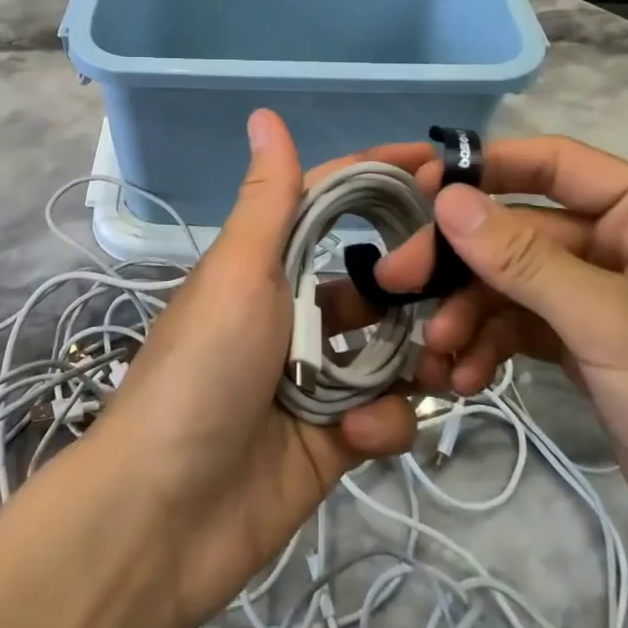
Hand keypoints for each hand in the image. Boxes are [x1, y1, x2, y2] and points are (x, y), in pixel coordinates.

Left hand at [94, 109, 419, 627]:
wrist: (162, 515)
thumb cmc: (202, 370)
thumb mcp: (237, 273)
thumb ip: (268, 198)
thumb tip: (263, 112)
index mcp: (267, 265)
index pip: (334, 202)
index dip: (382, 178)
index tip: (443, 166)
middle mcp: (293, 312)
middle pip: (375, 279)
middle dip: (418, 280)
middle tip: (465, 280)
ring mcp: (314, 378)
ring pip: (390, 348)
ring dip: (417, 355)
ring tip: (443, 363)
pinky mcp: (332, 440)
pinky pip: (383, 415)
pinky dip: (384, 421)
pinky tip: (363, 435)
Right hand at [364, 134, 627, 614]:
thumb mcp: (614, 325)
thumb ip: (524, 260)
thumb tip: (446, 199)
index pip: (554, 164)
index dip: (485, 169)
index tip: (419, 190)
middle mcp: (625, 244)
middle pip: (521, 231)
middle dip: (462, 262)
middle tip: (398, 283)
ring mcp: (604, 300)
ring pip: (514, 283)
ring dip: (470, 313)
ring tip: (437, 353)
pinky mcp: (590, 349)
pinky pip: (523, 327)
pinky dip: (490, 345)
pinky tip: (465, 376)